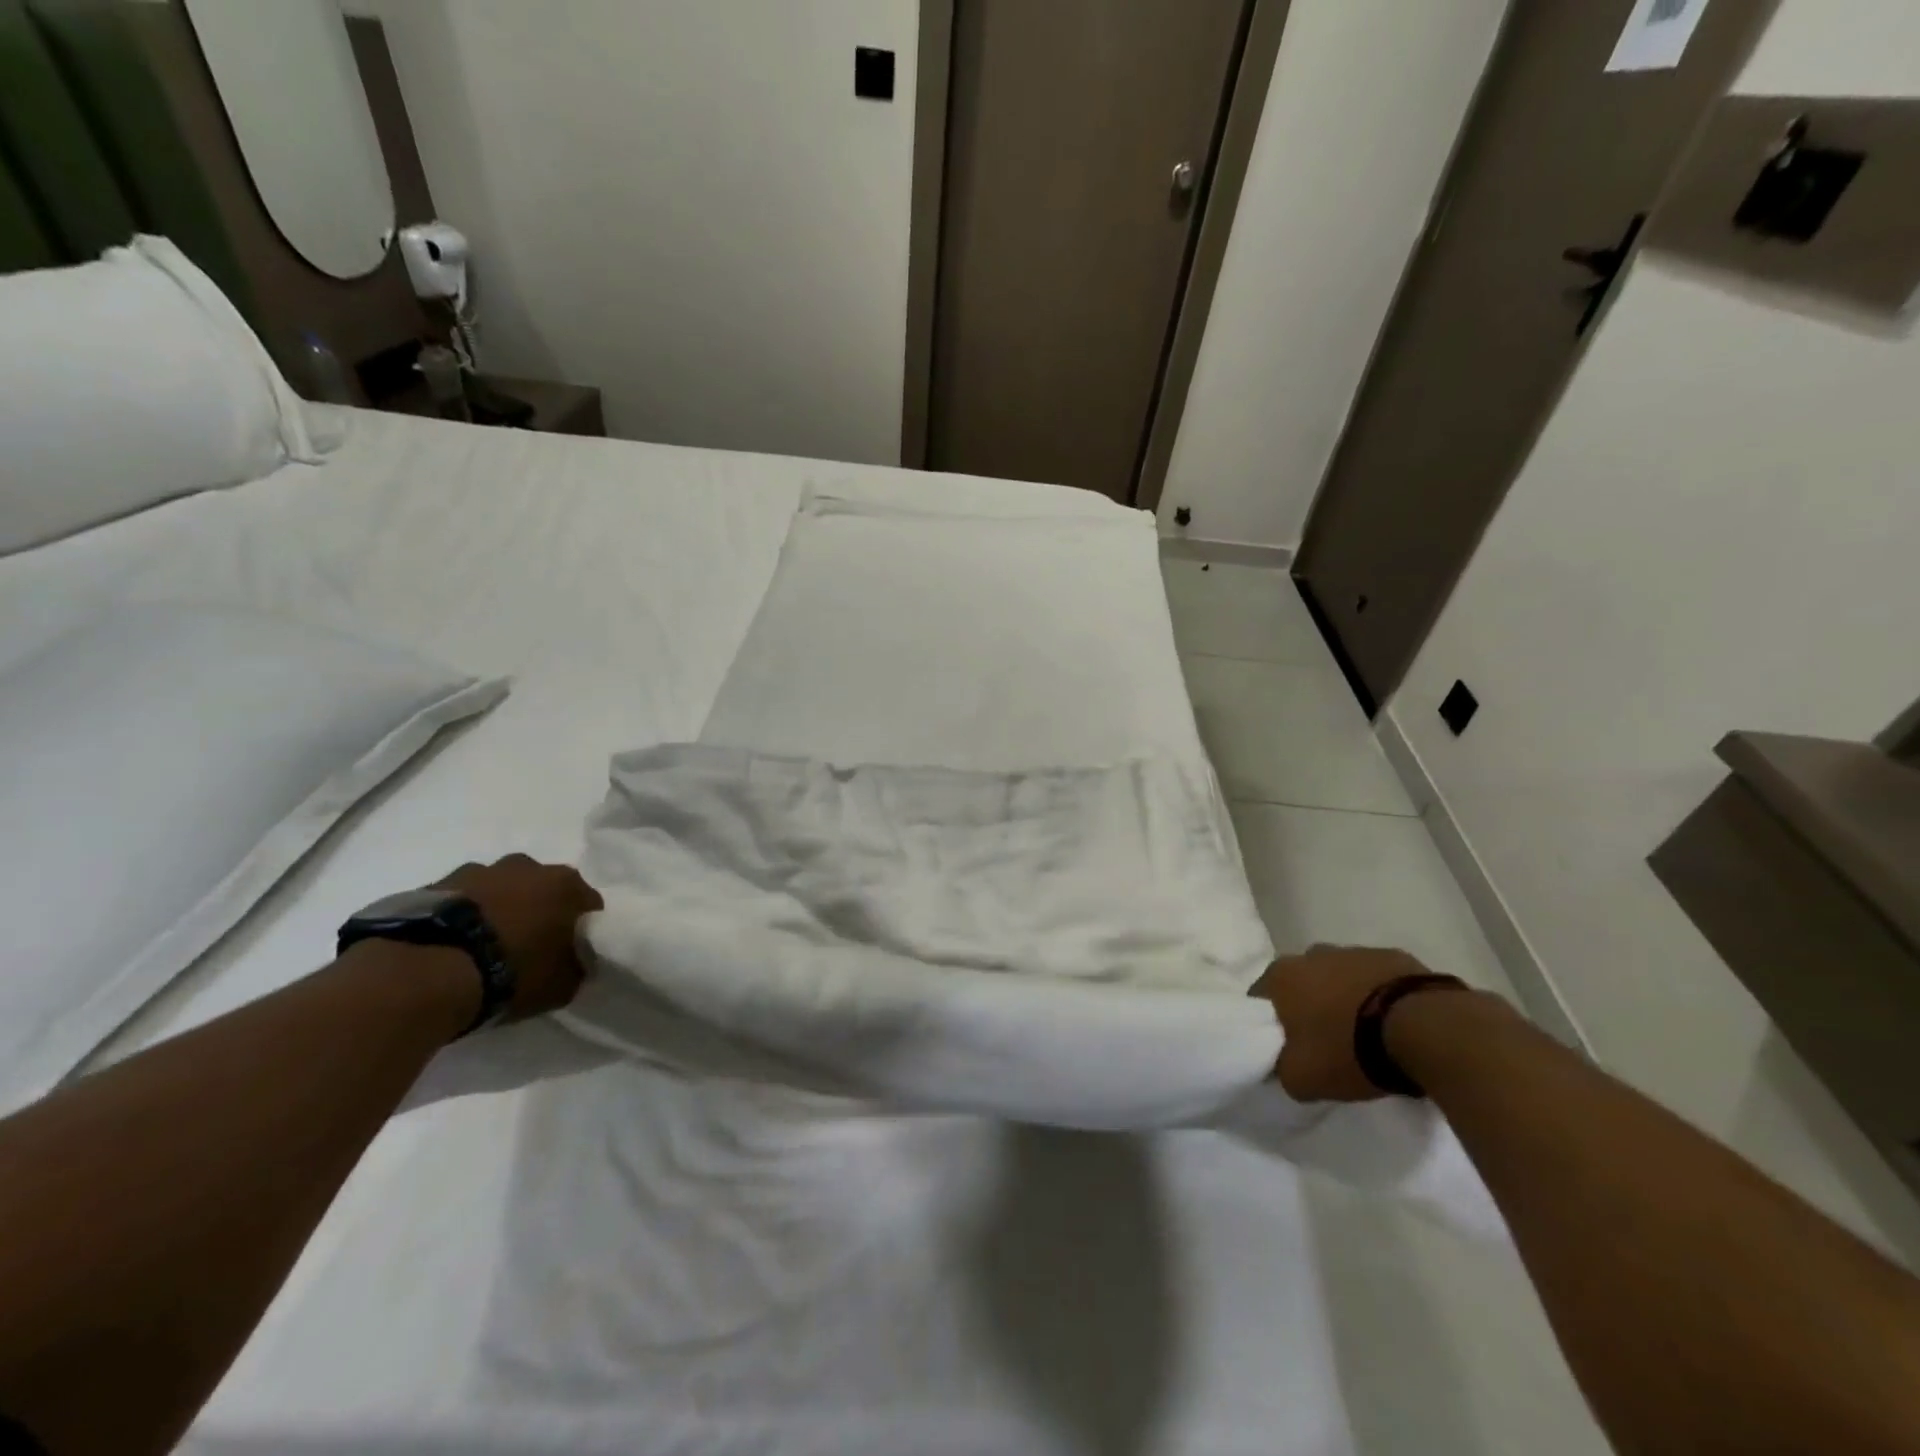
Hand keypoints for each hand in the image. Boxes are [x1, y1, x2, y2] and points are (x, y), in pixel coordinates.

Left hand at [439, 855, 603, 1019]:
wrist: (425, 972)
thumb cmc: (511, 973)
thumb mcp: (562, 984)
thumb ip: (578, 966)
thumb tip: (576, 961)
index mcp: (564, 883)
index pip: (588, 904)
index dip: (582, 928)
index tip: (572, 952)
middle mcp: (526, 866)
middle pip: (542, 889)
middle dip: (539, 912)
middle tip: (528, 948)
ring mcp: (476, 871)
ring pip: (498, 890)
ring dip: (498, 910)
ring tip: (484, 949)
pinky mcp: (432, 885)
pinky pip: (460, 901)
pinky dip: (462, 917)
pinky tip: (454, 947)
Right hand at [1250, 945, 1435, 1102]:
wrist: (1424, 1030)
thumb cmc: (1349, 1050)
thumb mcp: (1302, 1078)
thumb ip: (1281, 1069)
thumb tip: (1281, 1065)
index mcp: (1281, 976)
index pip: (1259, 997)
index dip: (1269, 1023)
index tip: (1284, 1047)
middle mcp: (1311, 954)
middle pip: (1301, 983)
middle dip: (1308, 1006)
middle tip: (1324, 1041)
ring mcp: (1354, 951)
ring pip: (1338, 976)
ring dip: (1344, 998)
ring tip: (1365, 1034)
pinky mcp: (1394, 957)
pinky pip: (1376, 979)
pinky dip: (1378, 996)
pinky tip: (1393, 1024)